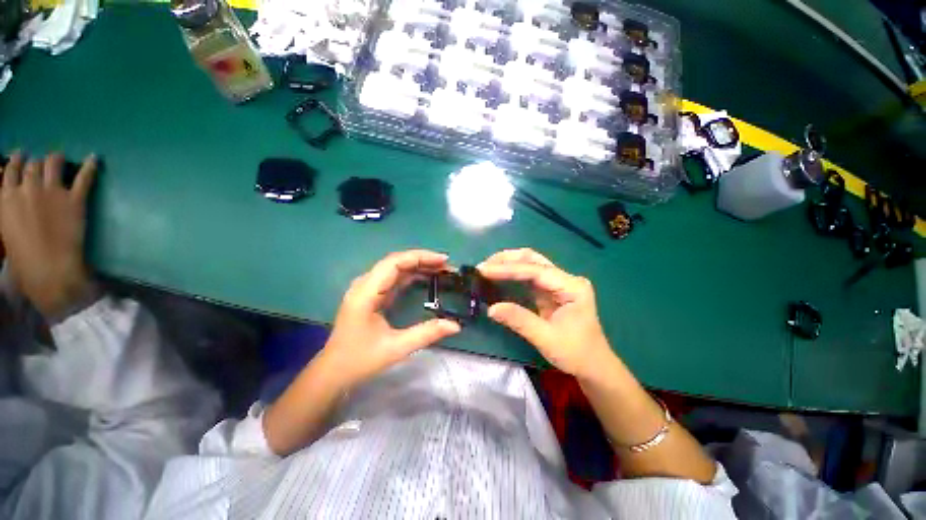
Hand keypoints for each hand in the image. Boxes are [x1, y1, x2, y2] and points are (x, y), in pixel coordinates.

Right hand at [0, 152, 98, 317]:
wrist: (49, 270)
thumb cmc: (23, 260)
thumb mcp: (6, 231)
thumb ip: (9, 211)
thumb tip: (13, 203)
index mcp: (7, 198)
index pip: (11, 169)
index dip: (18, 161)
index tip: (22, 156)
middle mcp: (28, 188)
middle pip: (34, 165)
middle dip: (38, 163)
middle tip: (44, 165)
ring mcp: (52, 192)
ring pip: (53, 163)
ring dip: (56, 159)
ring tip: (60, 159)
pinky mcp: (75, 199)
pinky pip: (84, 177)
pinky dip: (90, 166)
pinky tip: (94, 158)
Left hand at [319, 250, 460, 389]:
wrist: (333, 372)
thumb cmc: (360, 360)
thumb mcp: (396, 348)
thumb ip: (427, 333)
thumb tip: (456, 325)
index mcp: (366, 292)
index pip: (394, 262)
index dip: (420, 257)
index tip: (443, 260)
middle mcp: (365, 285)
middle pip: (396, 262)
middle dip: (423, 260)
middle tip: (447, 266)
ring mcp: (367, 289)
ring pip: (395, 269)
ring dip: (418, 267)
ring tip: (441, 270)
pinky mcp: (371, 295)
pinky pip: (393, 279)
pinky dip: (411, 276)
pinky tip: (426, 278)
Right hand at [478, 248, 612, 379]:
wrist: (593, 366)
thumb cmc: (576, 353)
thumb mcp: (547, 339)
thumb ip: (519, 320)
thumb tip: (491, 309)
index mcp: (572, 287)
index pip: (536, 271)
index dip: (508, 269)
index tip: (484, 270)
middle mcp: (566, 279)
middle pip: (534, 259)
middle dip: (507, 260)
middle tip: (483, 266)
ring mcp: (559, 283)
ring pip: (530, 264)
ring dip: (508, 263)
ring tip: (487, 267)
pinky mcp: (550, 290)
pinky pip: (529, 276)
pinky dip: (512, 273)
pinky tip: (498, 275)